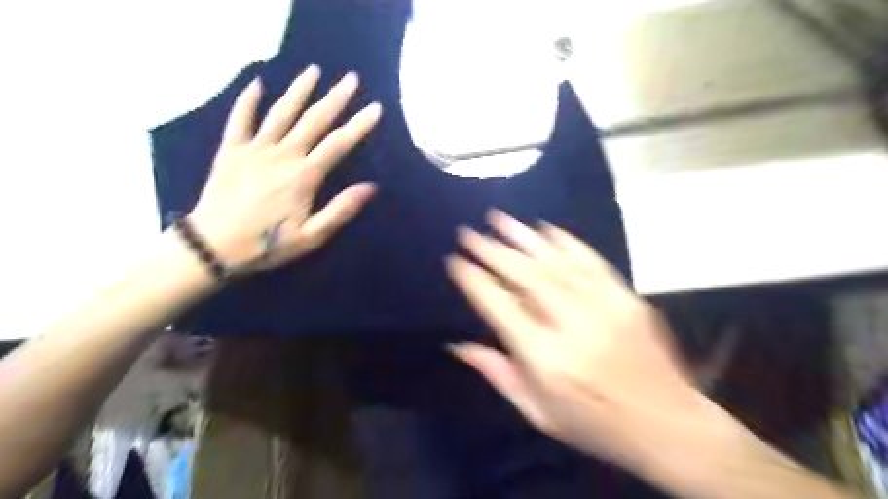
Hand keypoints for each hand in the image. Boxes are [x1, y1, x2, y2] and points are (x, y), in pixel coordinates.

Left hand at [190, 64, 378, 272]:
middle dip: (335, 98)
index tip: (375, 108)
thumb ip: (340, 210)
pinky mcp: (230, 150)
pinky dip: (247, 100)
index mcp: (304, 176)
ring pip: (280, 112)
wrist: (213, 246)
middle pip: (313, 120)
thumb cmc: (267, 244)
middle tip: (351, 79)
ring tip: (314, 71)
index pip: (339, 144)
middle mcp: (282, 154)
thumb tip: (370, 187)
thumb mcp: (311, 236)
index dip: (359, 125)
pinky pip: (239, 119)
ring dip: (298, 90)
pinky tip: (256, 83)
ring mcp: (254, 149)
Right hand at [449, 209, 724, 475]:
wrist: (666, 424)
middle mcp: (571, 325)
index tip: (456, 261)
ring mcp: (603, 306)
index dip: (475, 281)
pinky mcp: (626, 297)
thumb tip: (457, 345)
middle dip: (492, 251)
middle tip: (470, 232)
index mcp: (545, 358)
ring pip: (555, 262)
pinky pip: (591, 261)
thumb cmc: (593, 424)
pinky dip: (566, 241)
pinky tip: (545, 228)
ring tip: (498, 218)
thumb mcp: (537, 412)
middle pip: (525, 277)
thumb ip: (497, 373)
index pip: (500, 307)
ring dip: (523, 237)